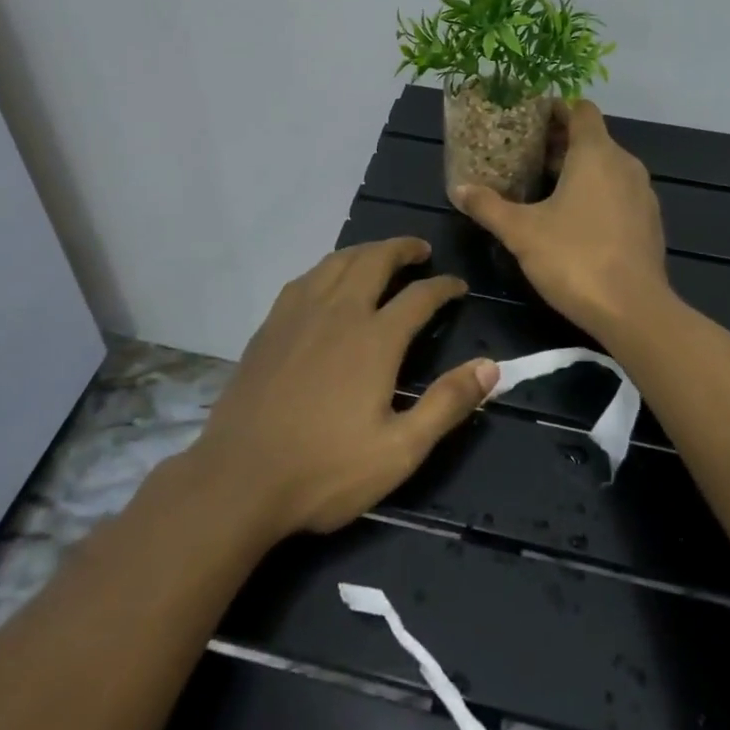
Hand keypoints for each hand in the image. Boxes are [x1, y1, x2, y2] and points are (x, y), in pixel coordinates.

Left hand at [187, 238, 497, 539]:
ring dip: (365, 251)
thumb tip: (490, 366)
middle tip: (421, 251)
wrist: (239, 480)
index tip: (458, 286)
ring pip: (337, 262)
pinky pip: (306, 279)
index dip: (444, 286)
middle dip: (403, 249)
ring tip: (380, 256)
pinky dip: (328, 268)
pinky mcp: (271, 326)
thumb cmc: (325, 470)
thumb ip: (447, 404)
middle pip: (374, 260)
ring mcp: (298, 315)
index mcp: (374, 339)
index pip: (419, 296)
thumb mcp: (400, 451)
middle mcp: (338, 312)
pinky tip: (328, 280)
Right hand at [452, 100, 669, 338]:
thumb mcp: (521, 232)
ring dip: (578, 170)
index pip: (580, 110)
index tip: (528, 120)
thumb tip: (459, 190)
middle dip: (559, 143)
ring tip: (543, 187)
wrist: (633, 311)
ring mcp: (642, 194)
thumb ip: (489, 207)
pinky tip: (573, 219)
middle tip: (523, 156)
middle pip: (592, 139)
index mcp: (596, 154)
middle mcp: (625, 164)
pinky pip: (619, 192)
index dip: (555, 109)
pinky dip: (597, 193)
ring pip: (607, 167)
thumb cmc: (574, 258)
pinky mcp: (649, 222)